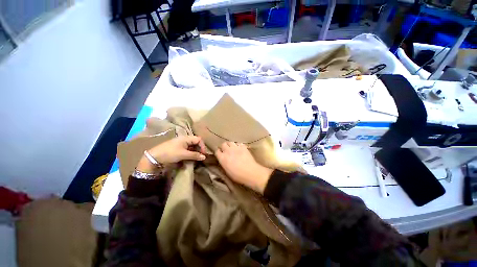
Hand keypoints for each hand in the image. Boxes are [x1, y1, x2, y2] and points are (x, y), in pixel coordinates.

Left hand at [136, 136, 206, 173]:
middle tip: (201, 156)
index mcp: (186, 138)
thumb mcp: (183, 154)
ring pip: (192, 146)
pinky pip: (187, 149)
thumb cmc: (170, 153)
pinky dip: (191, 152)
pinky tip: (191, 157)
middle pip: (196, 142)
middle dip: (199, 148)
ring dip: (195, 151)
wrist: (154, 157)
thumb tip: (204, 157)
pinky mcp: (178, 148)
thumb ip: (195, 155)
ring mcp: (181, 143)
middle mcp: (184, 139)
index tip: (203, 154)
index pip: (198, 139)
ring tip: (196, 157)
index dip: (202, 146)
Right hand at [215, 142, 272, 193]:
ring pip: (230, 142)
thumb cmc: (238, 175)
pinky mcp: (243, 147)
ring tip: (232, 148)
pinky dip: (238, 145)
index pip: (217, 151)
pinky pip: (238, 143)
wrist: (250, 172)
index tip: (220, 154)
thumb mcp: (227, 171)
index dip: (218, 152)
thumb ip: (223, 163)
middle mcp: (228, 151)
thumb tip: (222, 160)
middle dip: (223, 146)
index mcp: (222, 158)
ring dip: (230, 145)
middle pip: (223, 144)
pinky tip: (239, 148)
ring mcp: (236, 148)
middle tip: (226, 150)